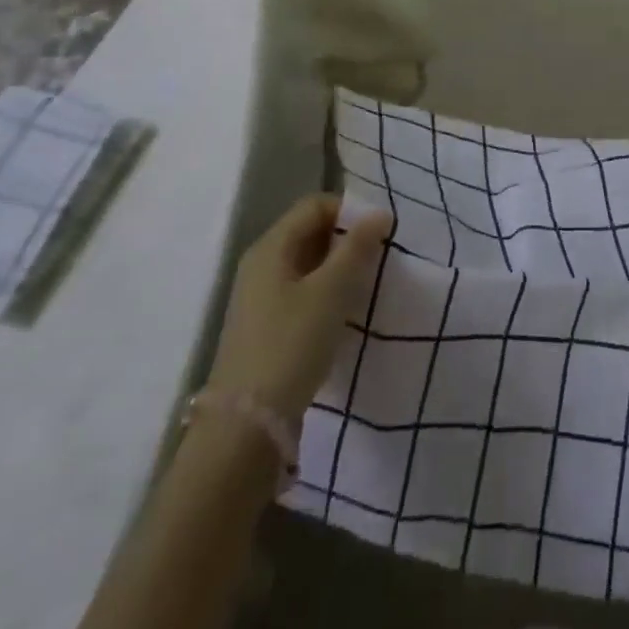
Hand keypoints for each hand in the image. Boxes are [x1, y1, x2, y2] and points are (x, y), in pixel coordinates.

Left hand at [206, 196, 392, 420]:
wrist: (248, 423)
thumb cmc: (292, 343)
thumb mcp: (332, 290)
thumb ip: (357, 247)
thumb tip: (379, 213)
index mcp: (271, 247)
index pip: (315, 205)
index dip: (350, 211)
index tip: (381, 233)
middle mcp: (261, 264)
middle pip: (310, 232)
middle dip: (347, 239)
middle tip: (379, 258)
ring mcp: (260, 296)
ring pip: (308, 263)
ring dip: (339, 267)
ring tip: (367, 284)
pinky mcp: (266, 325)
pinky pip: (302, 290)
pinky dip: (327, 291)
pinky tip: (345, 311)